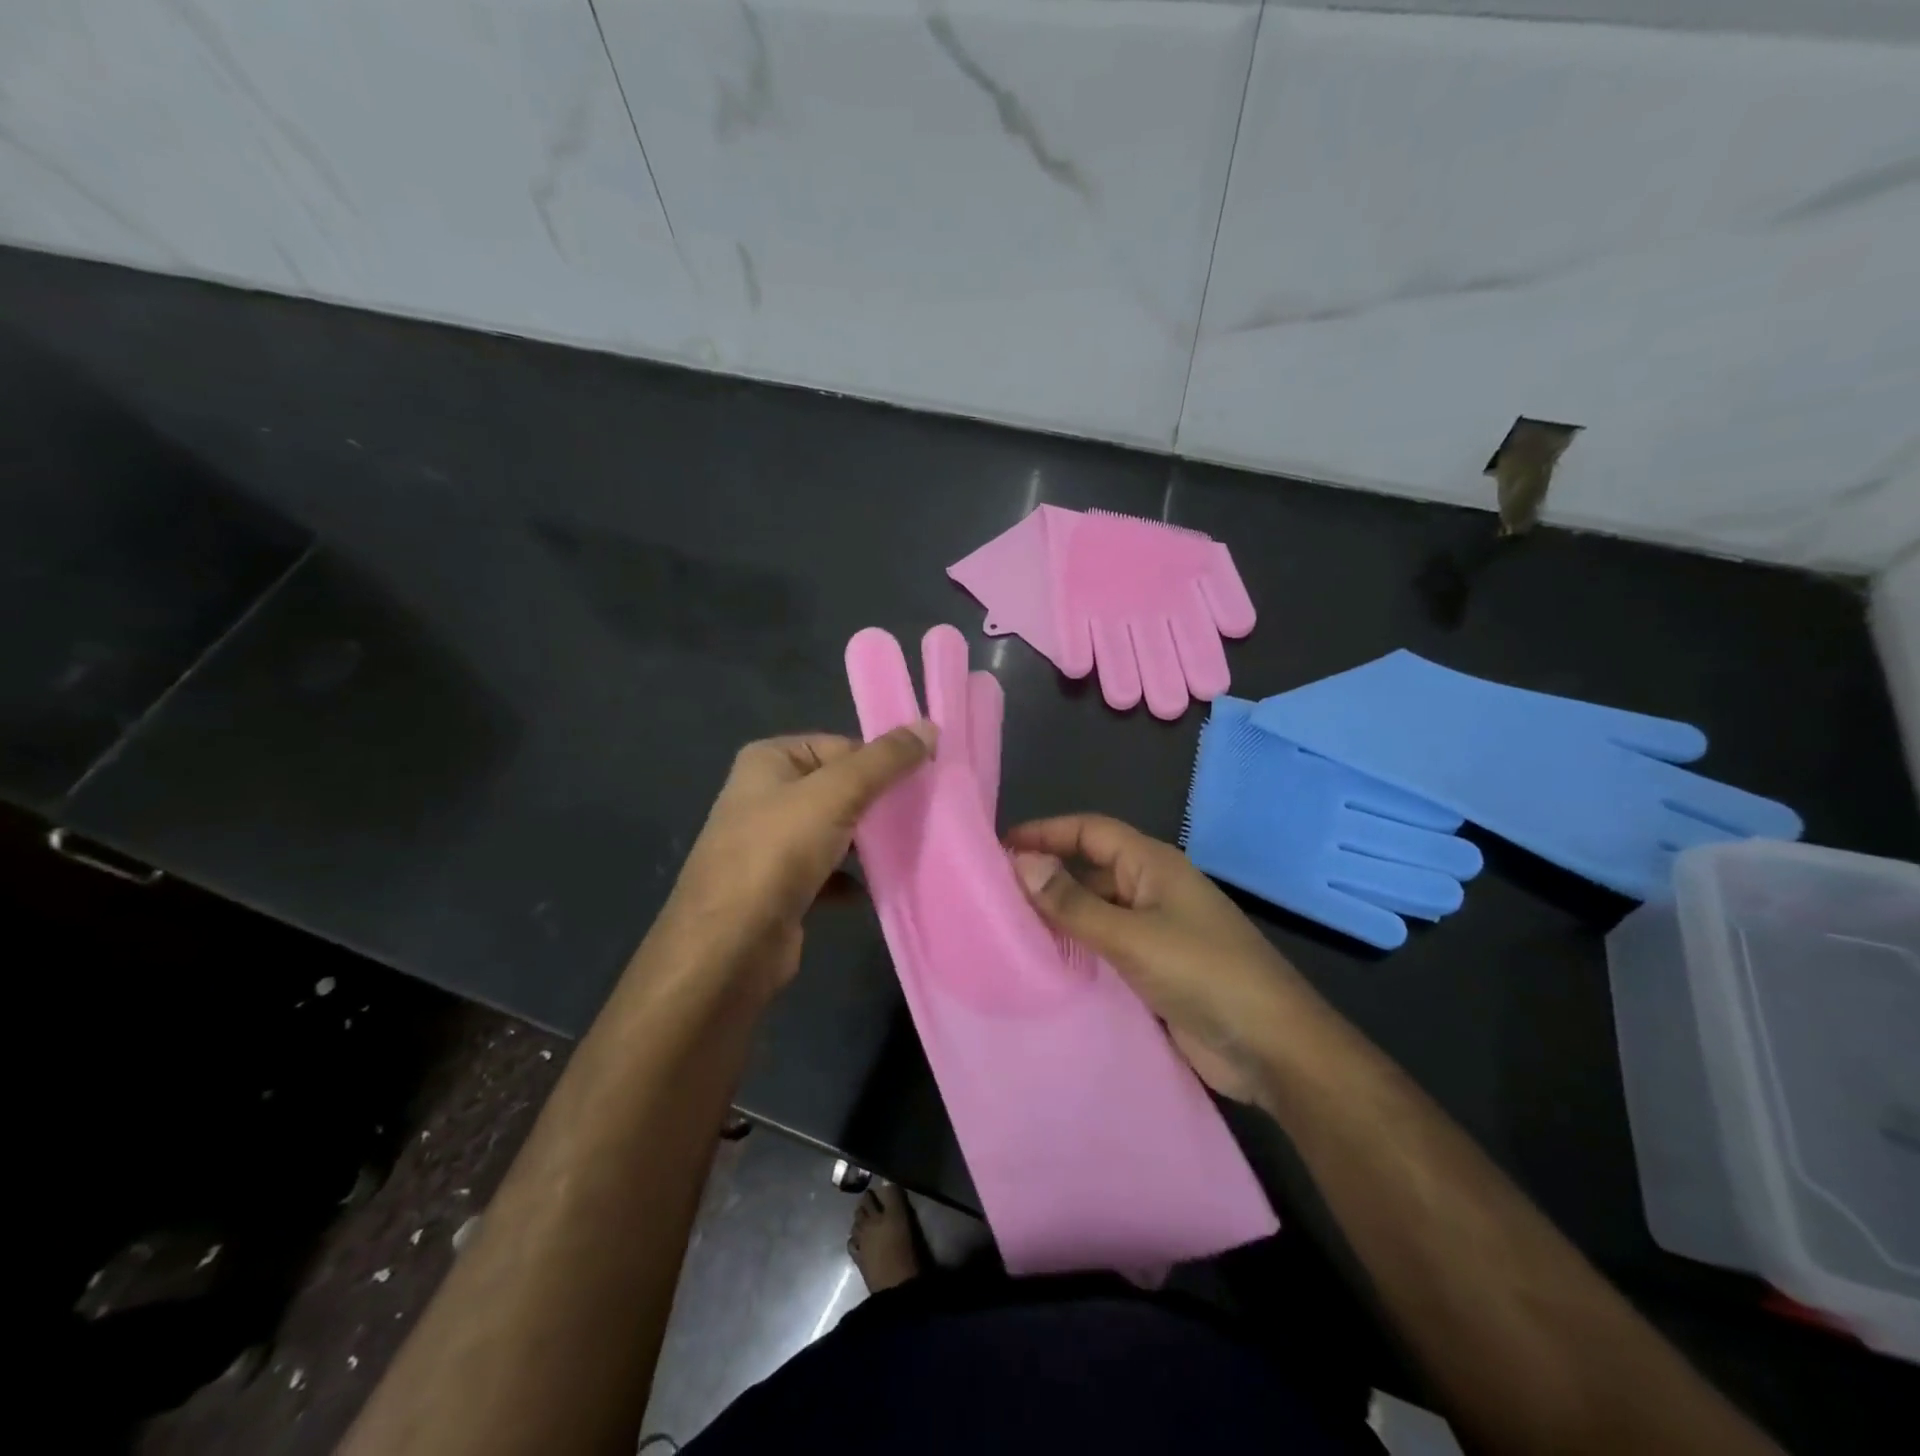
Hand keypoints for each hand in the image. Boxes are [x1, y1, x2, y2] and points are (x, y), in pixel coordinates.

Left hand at [662, 724, 935, 997]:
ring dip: (869, 842)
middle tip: (925, 813)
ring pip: (835, 831)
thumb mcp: (836, 794)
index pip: (839, 746)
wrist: (729, 946)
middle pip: (838, 788)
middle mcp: (765, 796)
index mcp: (769, 761)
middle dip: (878, 802)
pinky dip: (853, 879)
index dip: (880, 761)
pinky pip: (828, 872)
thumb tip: (928, 726)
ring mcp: (771, 845)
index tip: (923, 780)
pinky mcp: (781, 888)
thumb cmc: (778, 852)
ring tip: (911, 847)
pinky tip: (879, 887)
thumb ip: (884, 760)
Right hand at [1008, 814, 1309, 1102]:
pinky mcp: (1154, 970)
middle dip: (1046, 876)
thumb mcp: (1132, 935)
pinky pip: (1106, 948)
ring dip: (1058, 917)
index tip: (998, 848)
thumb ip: (1073, 902)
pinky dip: (1076, 951)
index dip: (1045, 832)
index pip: (1089, 830)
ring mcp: (1155, 931)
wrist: (1273, 1048)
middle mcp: (1151, 889)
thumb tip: (1021, 862)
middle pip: (1090, 870)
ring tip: (1005, 931)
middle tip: (992, 896)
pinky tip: (1043, 967)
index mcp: (1152, 865)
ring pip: (1095, 911)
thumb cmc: (1204, 974)